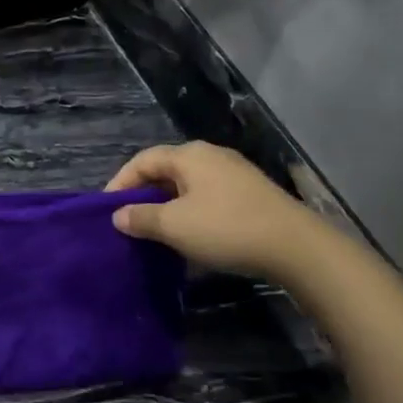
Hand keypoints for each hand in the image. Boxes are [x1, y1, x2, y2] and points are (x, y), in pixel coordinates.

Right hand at [107, 141, 329, 282]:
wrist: (295, 246)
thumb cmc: (226, 228)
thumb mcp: (174, 226)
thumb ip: (141, 218)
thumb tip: (119, 215)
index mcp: (189, 155)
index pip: (143, 160)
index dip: (121, 182)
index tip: (107, 209)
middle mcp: (211, 156)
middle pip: (166, 170)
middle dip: (144, 194)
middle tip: (129, 220)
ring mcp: (234, 174)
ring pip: (188, 186)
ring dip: (168, 206)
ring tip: (155, 231)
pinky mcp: (251, 194)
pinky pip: (208, 197)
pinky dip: (191, 213)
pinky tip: (190, 236)